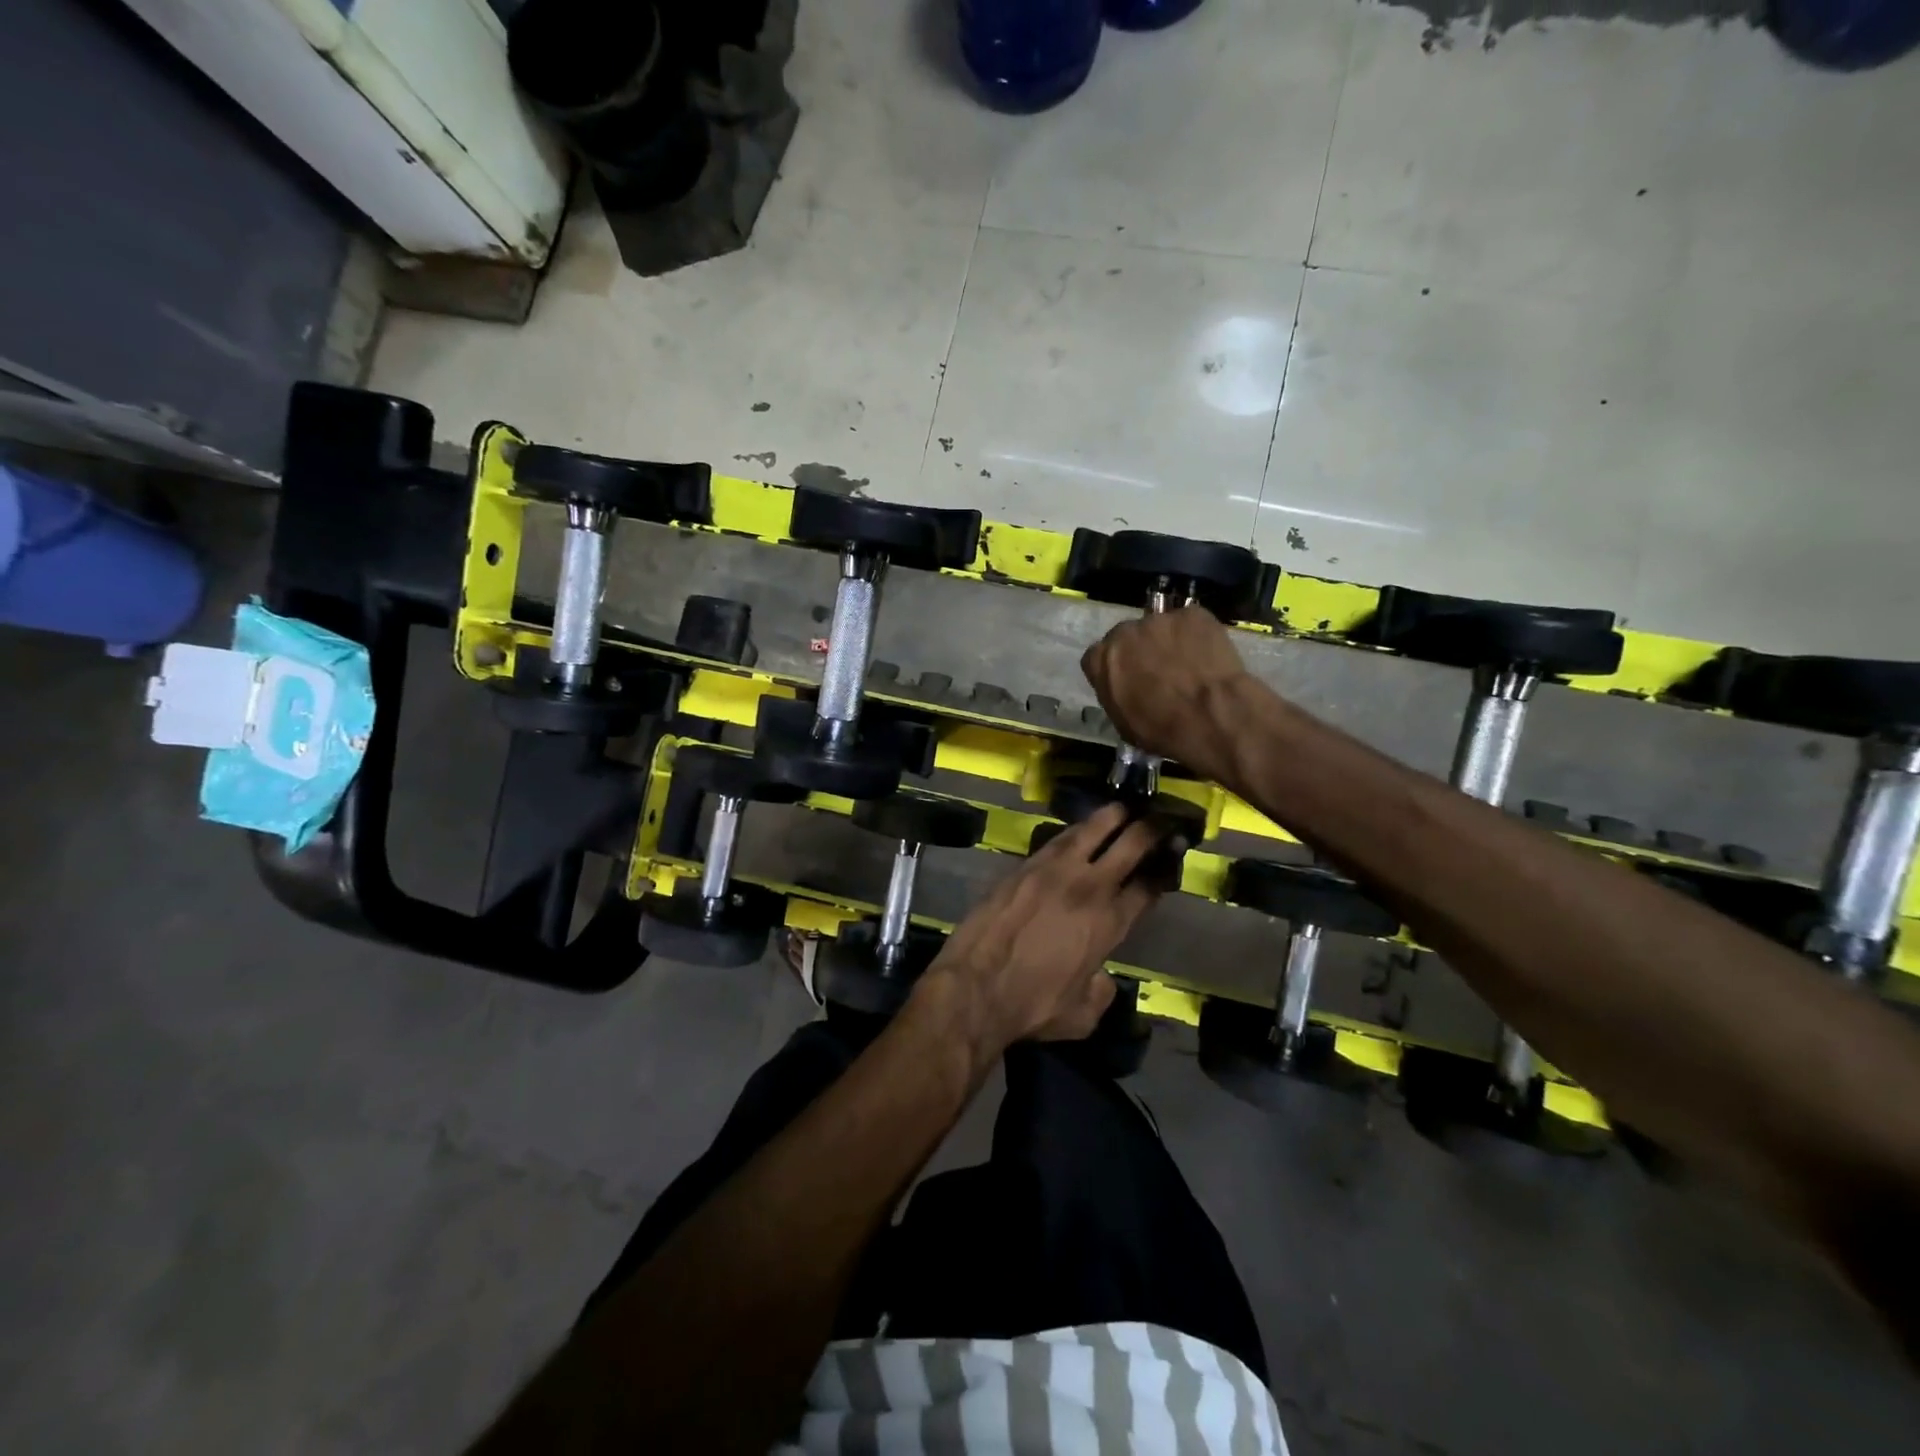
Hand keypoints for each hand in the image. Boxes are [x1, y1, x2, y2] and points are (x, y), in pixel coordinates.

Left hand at [916, 804, 1163, 1057]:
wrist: (975, 987)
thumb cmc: (1031, 1006)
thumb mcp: (1082, 1015)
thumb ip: (1101, 992)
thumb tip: (1100, 977)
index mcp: (1109, 924)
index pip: (1147, 887)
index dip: (1163, 870)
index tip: (1170, 858)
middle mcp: (1088, 888)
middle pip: (1129, 844)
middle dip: (1150, 829)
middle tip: (1159, 819)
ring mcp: (1054, 870)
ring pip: (1092, 829)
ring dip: (1112, 817)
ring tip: (1123, 809)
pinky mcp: (1024, 866)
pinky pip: (1058, 839)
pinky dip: (1076, 830)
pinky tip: (1080, 829)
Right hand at [1080, 604, 1253, 781]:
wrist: (1209, 716)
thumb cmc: (1161, 729)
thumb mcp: (1123, 722)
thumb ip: (1117, 694)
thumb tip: (1126, 688)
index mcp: (1101, 659)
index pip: (1099, 656)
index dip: (1115, 669)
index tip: (1129, 681)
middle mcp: (1124, 632)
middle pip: (1128, 636)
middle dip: (1140, 651)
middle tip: (1160, 672)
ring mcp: (1159, 619)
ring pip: (1161, 628)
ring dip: (1170, 642)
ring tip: (1189, 665)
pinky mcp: (1193, 614)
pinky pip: (1191, 623)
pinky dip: (1198, 636)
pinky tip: (1208, 656)